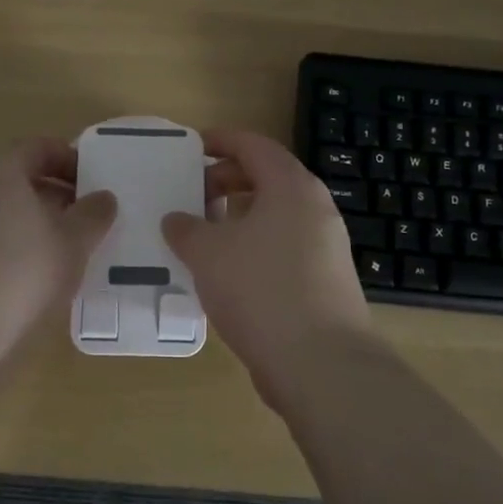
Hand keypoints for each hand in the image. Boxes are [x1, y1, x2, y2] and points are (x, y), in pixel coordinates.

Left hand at [0, 139, 115, 348]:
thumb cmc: (24, 272)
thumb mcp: (74, 243)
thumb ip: (93, 215)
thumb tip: (103, 197)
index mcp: (4, 174)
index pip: (38, 148)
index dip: (68, 158)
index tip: (92, 180)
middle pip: (18, 179)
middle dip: (53, 194)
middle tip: (82, 217)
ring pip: (0, 210)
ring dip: (31, 222)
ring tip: (60, 250)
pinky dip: (9, 246)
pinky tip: (27, 276)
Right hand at [162, 129, 376, 405]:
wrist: (320, 363)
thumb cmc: (260, 289)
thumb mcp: (207, 253)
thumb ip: (186, 229)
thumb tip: (176, 220)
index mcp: (291, 187)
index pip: (254, 145)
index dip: (220, 140)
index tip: (191, 146)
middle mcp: (315, 209)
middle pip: (267, 178)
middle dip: (226, 181)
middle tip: (191, 194)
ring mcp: (325, 246)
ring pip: (275, 216)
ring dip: (238, 217)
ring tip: (203, 234)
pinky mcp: (325, 281)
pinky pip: (283, 247)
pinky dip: (253, 246)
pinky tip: (227, 272)